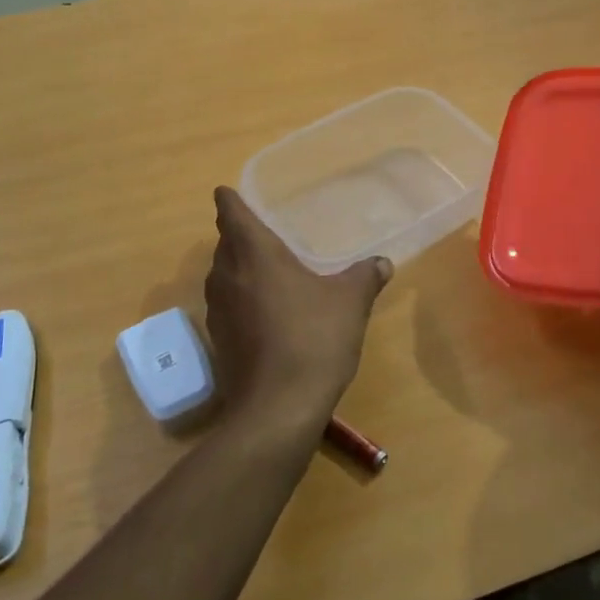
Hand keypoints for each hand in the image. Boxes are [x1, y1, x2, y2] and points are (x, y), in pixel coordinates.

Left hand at [204, 187, 392, 419]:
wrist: (278, 407)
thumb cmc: (313, 338)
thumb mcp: (350, 302)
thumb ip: (365, 276)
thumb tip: (381, 262)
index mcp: (254, 254)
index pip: (231, 213)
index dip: (229, 200)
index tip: (227, 192)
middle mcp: (227, 276)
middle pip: (224, 244)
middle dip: (237, 235)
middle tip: (261, 232)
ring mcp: (218, 311)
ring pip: (222, 276)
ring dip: (237, 268)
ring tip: (264, 269)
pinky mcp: (219, 342)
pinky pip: (227, 306)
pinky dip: (241, 300)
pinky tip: (265, 312)